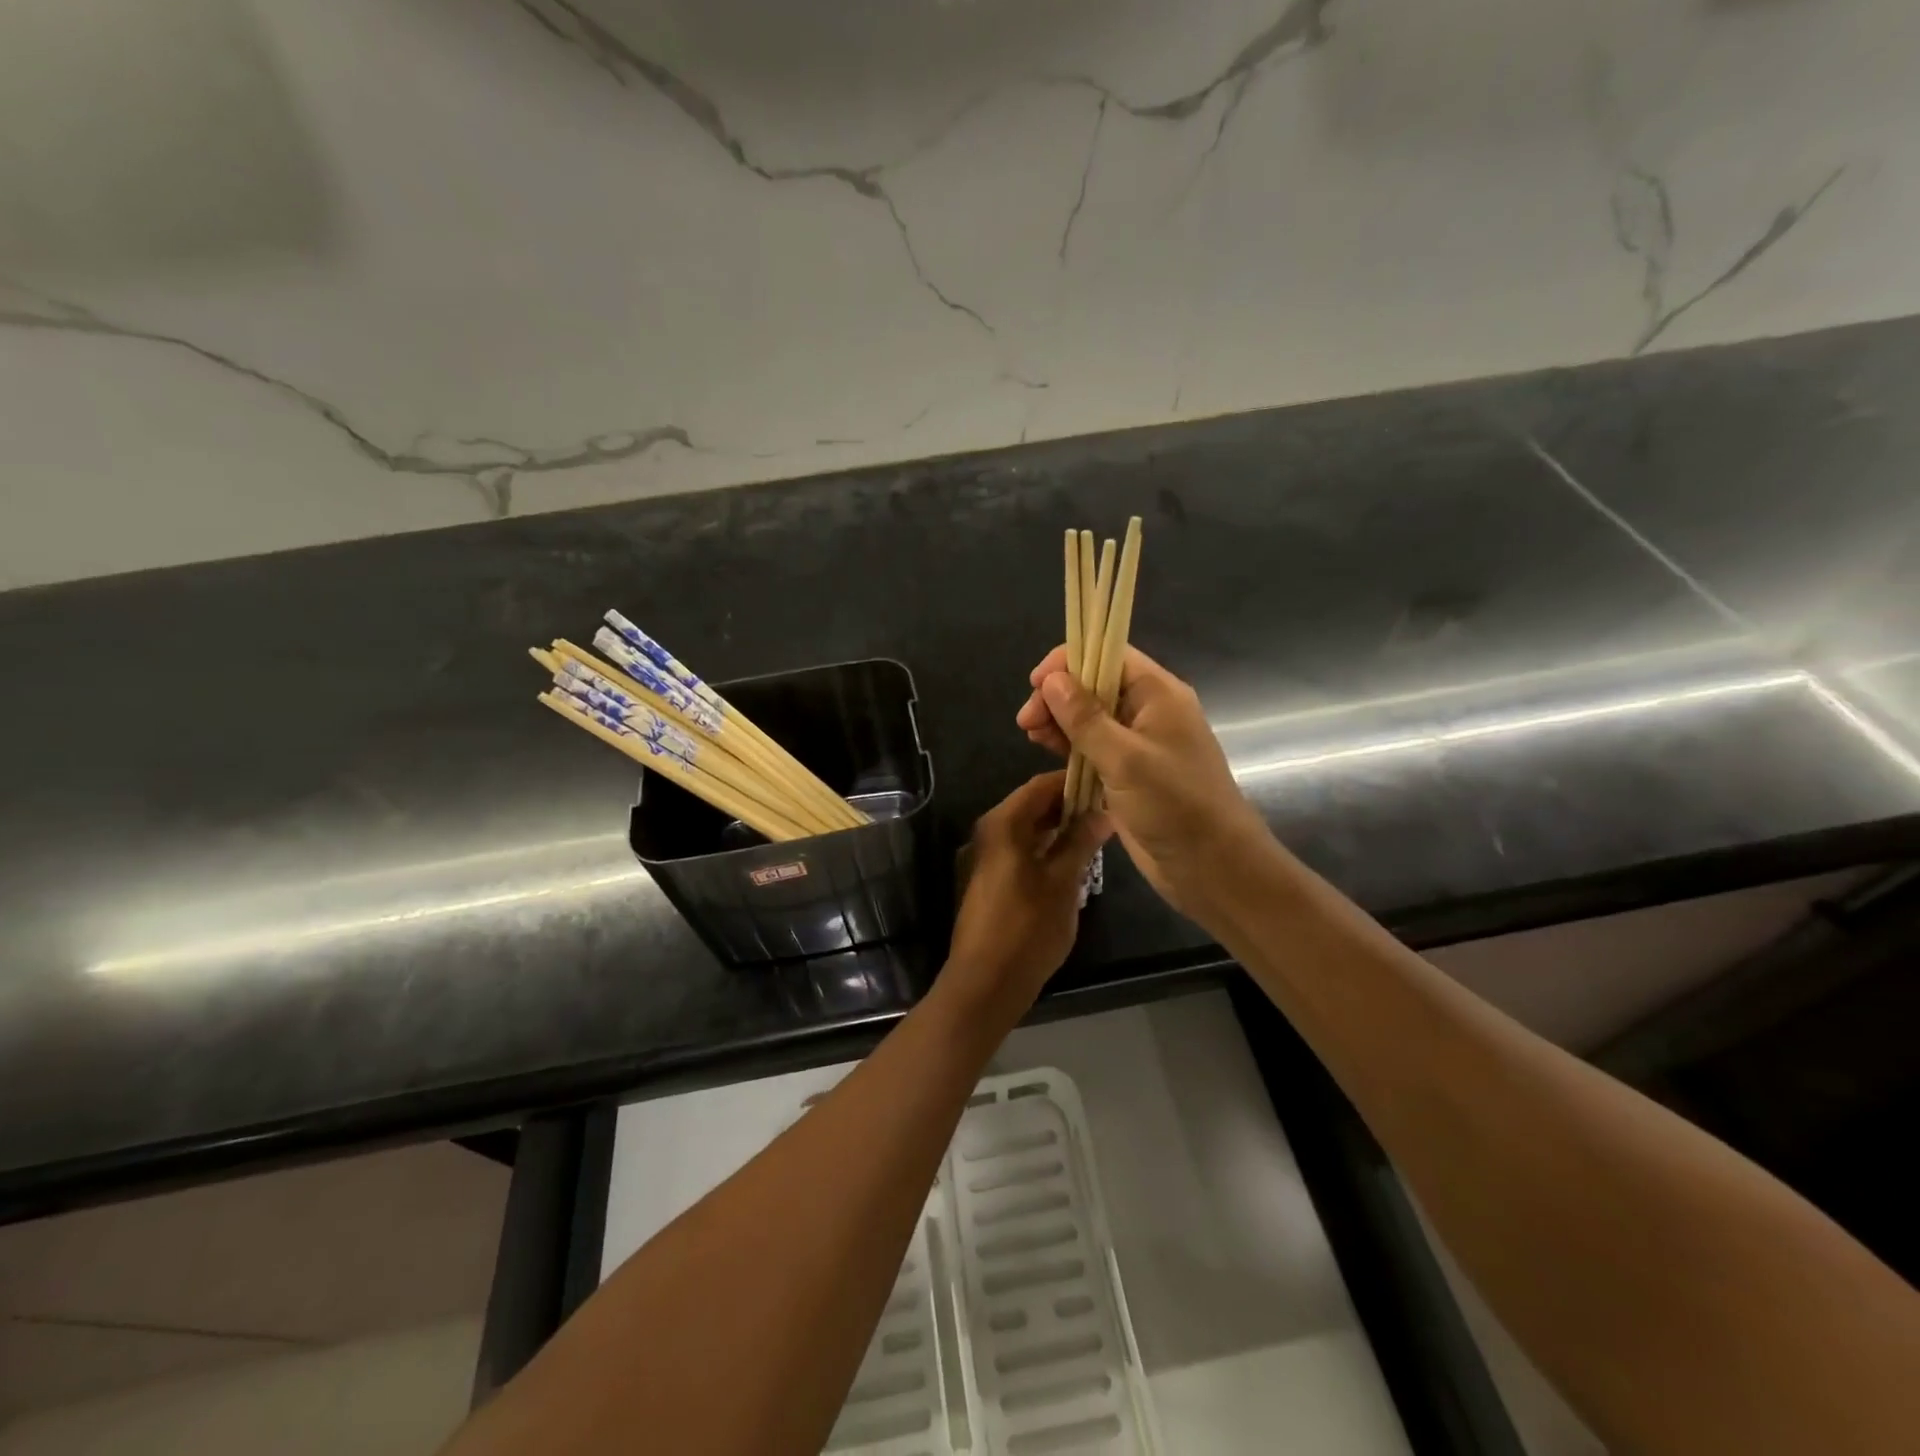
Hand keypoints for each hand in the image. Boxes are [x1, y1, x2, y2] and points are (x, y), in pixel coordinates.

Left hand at [944, 771, 1110, 1017]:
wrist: (986, 981)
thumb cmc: (1027, 928)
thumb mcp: (1063, 882)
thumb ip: (1081, 842)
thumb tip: (1103, 813)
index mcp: (1002, 825)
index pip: (1039, 786)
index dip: (1073, 783)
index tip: (1106, 786)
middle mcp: (989, 833)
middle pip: (1032, 806)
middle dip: (1069, 806)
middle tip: (1107, 813)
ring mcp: (986, 858)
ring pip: (1027, 830)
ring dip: (1059, 829)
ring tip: (1097, 836)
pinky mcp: (990, 880)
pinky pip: (1021, 851)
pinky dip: (1046, 849)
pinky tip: (1073, 862)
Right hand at [1015, 645, 1269, 917]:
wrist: (1212, 867)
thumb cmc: (1175, 805)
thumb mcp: (1125, 759)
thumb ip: (1086, 718)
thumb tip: (1051, 680)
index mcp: (1158, 695)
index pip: (1109, 655)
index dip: (1070, 661)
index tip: (1035, 683)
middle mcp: (1148, 712)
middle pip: (1095, 685)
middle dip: (1058, 696)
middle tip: (1027, 722)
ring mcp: (1138, 744)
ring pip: (1090, 718)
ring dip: (1060, 722)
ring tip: (1031, 736)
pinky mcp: (1128, 773)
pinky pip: (1093, 748)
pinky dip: (1069, 746)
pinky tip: (1047, 751)